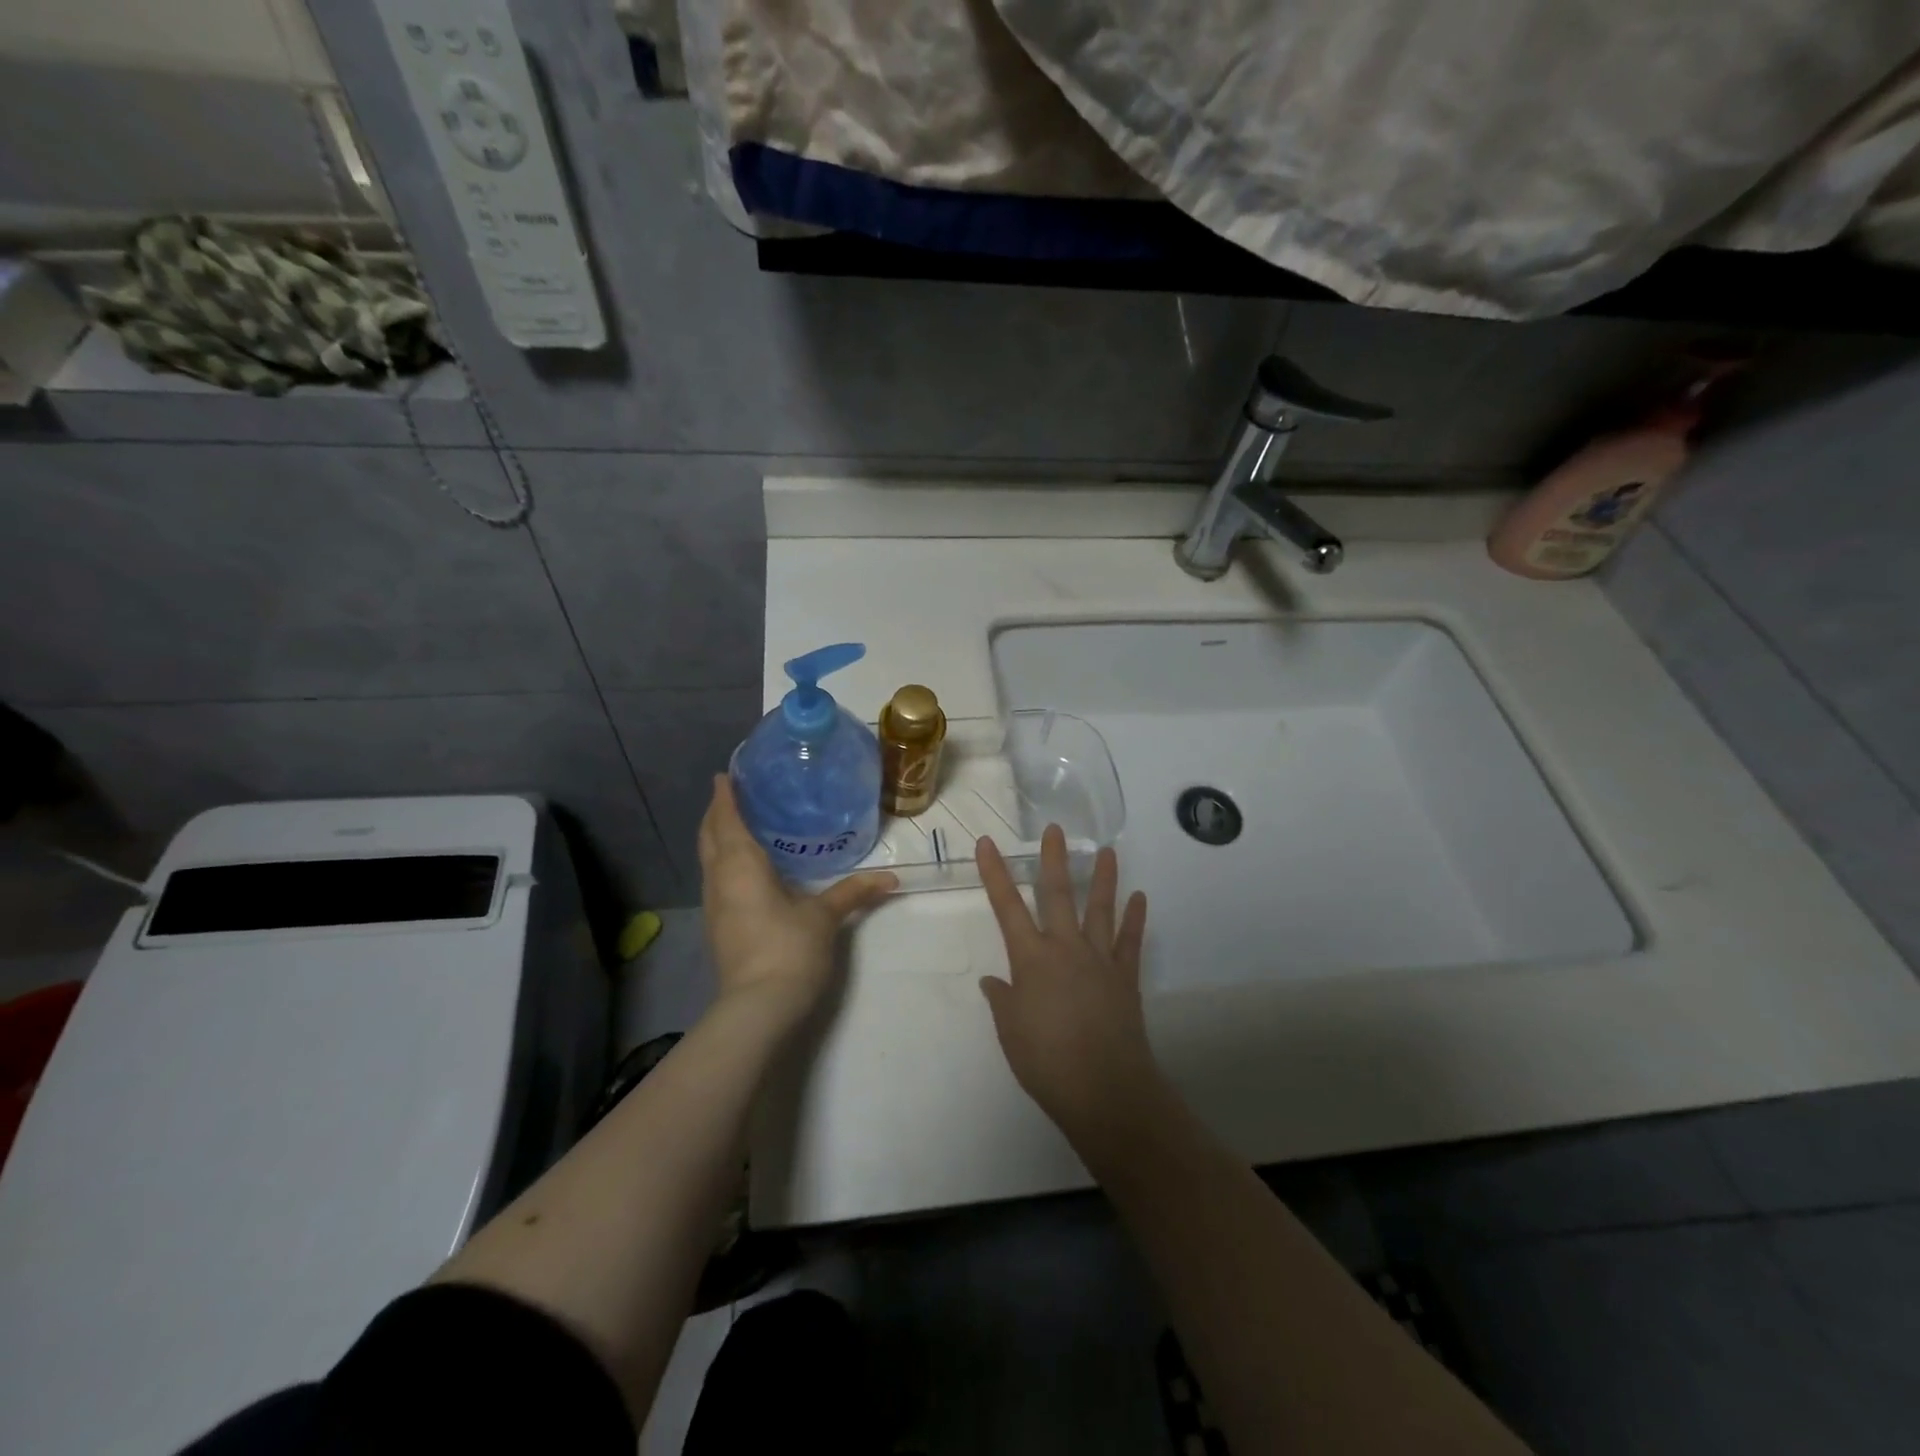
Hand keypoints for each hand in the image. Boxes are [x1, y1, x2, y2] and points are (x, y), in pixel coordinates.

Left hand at [698, 776, 897, 1023]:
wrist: (757, 1007)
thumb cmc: (789, 948)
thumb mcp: (825, 916)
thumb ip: (854, 892)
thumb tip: (891, 878)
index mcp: (741, 865)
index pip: (727, 819)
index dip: (725, 795)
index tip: (726, 774)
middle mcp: (719, 878)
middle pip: (708, 836)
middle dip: (716, 813)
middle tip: (733, 794)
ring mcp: (713, 904)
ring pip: (708, 859)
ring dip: (716, 837)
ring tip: (738, 823)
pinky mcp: (717, 925)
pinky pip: (714, 878)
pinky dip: (722, 860)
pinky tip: (743, 867)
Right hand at [977, 827, 1159, 1149]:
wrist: (1104, 1088)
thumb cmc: (1046, 1061)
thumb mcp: (1011, 1032)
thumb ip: (1003, 1000)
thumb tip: (993, 981)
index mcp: (1031, 959)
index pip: (1007, 908)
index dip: (995, 874)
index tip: (987, 843)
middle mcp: (1065, 949)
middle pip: (1057, 895)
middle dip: (1053, 860)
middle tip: (1056, 829)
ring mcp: (1099, 960)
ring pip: (1100, 910)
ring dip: (1103, 879)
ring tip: (1107, 851)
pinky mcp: (1125, 977)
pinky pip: (1130, 941)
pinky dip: (1135, 919)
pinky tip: (1139, 898)